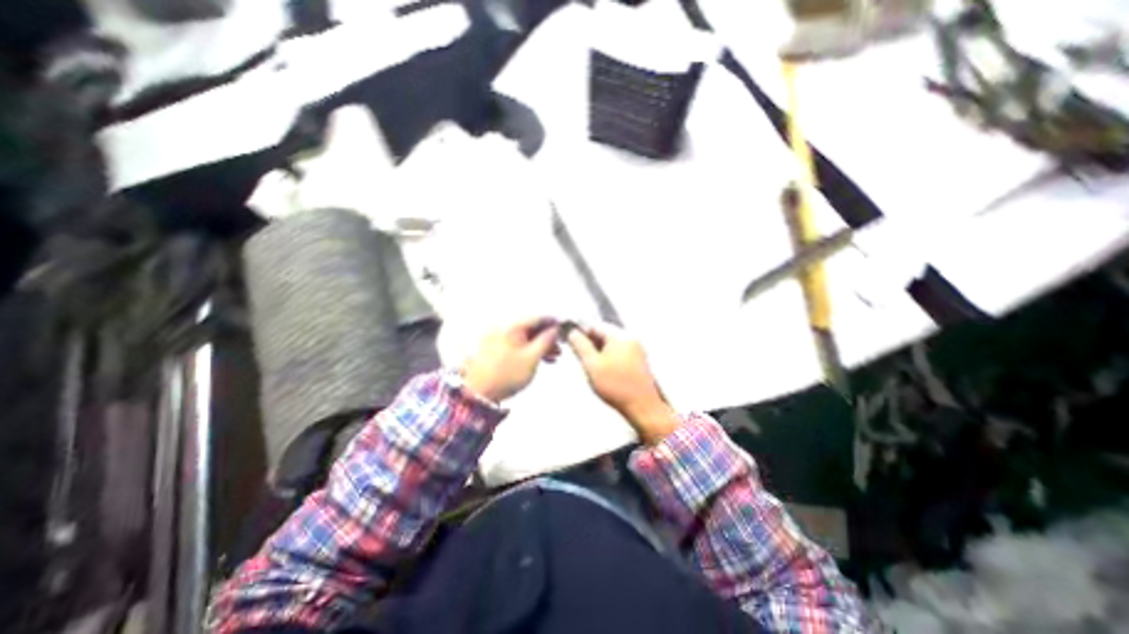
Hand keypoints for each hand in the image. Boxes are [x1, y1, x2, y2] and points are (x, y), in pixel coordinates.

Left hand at [461, 319, 560, 403]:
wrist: (479, 393)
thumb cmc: (507, 375)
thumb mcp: (532, 358)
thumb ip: (546, 341)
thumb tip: (556, 329)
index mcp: (512, 326)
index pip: (537, 317)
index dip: (553, 322)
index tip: (565, 328)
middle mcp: (504, 327)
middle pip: (531, 327)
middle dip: (547, 336)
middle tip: (561, 347)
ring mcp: (498, 337)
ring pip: (525, 336)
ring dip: (540, 344)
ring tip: (553, 357)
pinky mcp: (495, 348)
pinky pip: (517, 343)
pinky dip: (529, 349)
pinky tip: (539, 359)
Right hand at [564, 323, 677, 443]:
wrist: (643, 407)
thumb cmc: (615, 385)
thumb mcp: (591, 364)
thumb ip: (580, 345)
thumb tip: (572, 331)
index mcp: (620, 335)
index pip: (594, 324)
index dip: (579, 330)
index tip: (566, 338)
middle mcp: (630, 337)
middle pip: (603, 332)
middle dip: (588, 340)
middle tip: (575, 352)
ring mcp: (635, 348)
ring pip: (609, 342)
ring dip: (596, 349)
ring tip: (586, 361)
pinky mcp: (637, 360)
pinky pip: (617, 351)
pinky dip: (606, 355)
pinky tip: (599, 367)